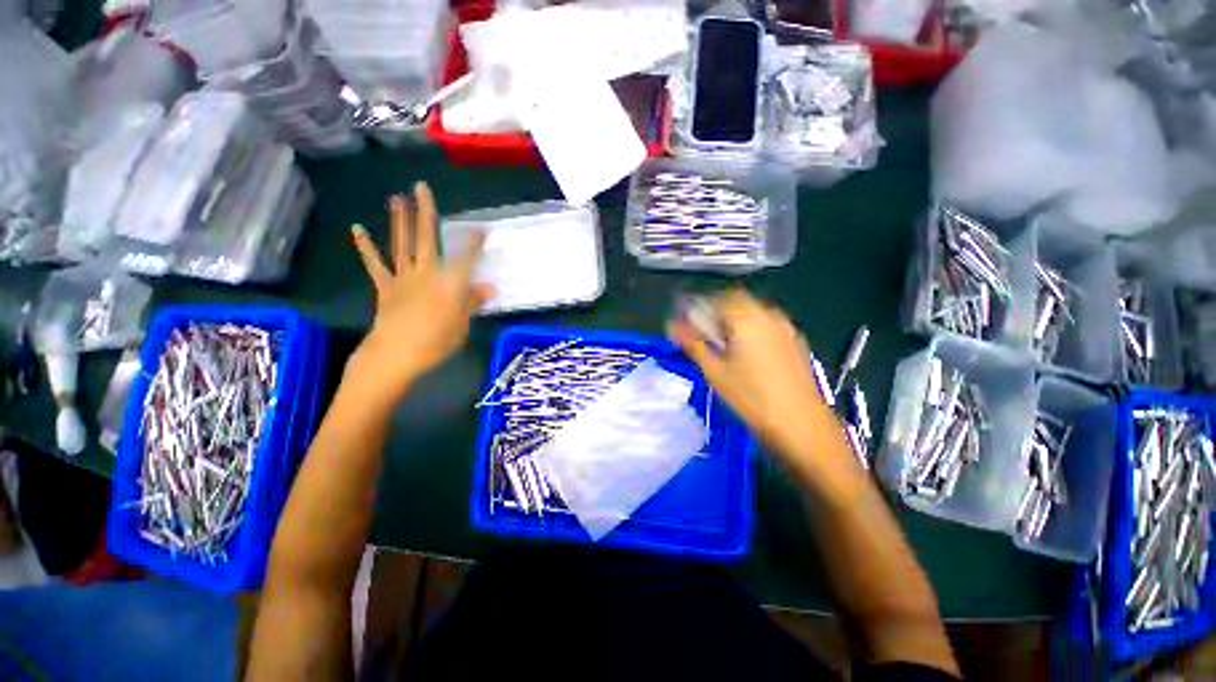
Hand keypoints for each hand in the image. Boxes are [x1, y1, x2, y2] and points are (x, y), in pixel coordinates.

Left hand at [347, 183, 492, 402]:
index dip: (474, 242)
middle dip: (426, 212)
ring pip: (401, 244)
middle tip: (421, 187)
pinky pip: (375, 264)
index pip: (465, 257)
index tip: (482, 229)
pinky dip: (366, 247)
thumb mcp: (462, 325)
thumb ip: (473, 302)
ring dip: (399, 220)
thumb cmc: (436, 342)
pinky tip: (358, 229)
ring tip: (396, 198)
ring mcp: (402, 278)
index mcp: (449, 283)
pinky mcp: (385, 287)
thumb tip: (490, 287)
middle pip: (426, 238)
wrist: (395, 356)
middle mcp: (425, 273)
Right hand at [669, 290, 859, 483]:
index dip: (697, 306)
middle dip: (715, 311)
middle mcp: (768, 316)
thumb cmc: (752, 399)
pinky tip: (746, 352)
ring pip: (753, 311)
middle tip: (701, 332)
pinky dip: (751, 328)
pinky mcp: (795, 342)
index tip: (685, 321)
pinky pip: (767, 324)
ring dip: (733, 319)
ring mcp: (785, 328)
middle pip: (736, 300)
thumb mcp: (716, 373)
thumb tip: (674, 327)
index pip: (716, 298)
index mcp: (746, 319)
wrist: (802, 426)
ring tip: (721, 342)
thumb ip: (694, 344)